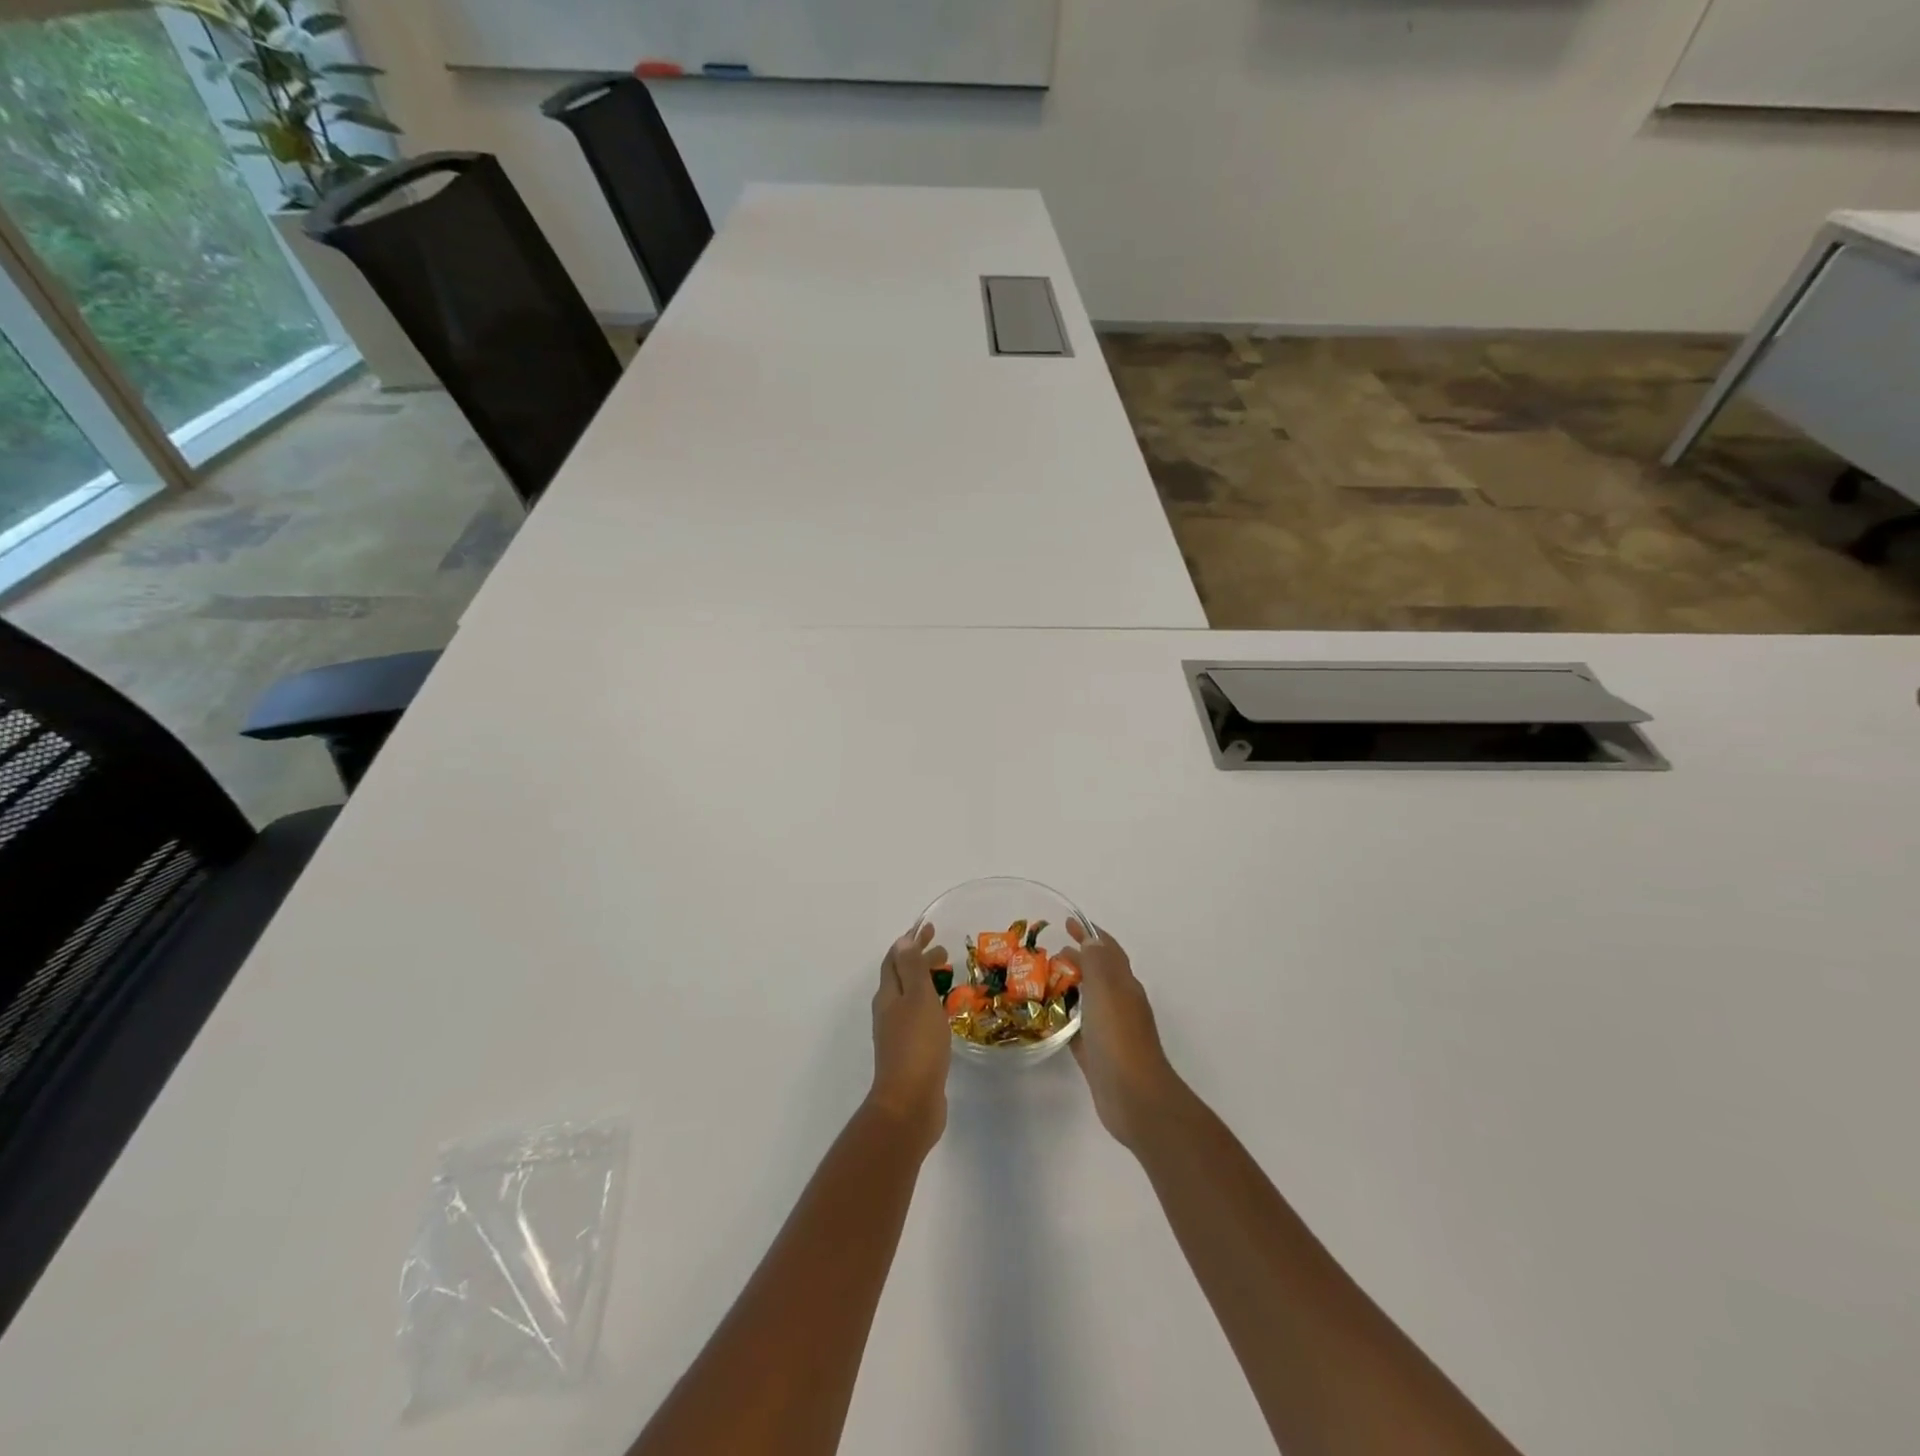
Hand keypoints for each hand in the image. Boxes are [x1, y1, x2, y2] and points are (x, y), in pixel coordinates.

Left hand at [868, 922, 951, 1150]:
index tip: (930, 928)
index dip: (910, 942)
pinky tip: (945, 1014)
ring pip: (910, 998)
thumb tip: (903, 940)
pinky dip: (930, 1005)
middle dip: (920, 960)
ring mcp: (896, 1034)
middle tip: (945, 952)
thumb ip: (911, 969)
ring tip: (948, 978)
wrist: (910, 1103)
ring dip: (926, 982)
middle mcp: (888, 1011)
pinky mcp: (909, 1053)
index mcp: (888, 996)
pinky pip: (919, 1018)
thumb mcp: (917, 999)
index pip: (895, 960)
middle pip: (901, 978)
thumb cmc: (916, 1045)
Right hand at [1057, 919, 1179, 1149]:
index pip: (1108, 950)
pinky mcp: (1099, 1055)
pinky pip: (1079, 1029)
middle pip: (1098, 973)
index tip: (1067, 922)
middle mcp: (1121, 1004)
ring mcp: (1111, 1031)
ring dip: (1069, 988)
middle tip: (1046, 955)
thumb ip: (1097, 963)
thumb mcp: (1107, 991)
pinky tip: (1047, 1020)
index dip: (1090, 933)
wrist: (1135, 1098)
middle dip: (1077, 959)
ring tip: (1040, 983)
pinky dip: (1066, 1019)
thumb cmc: (1119, 1038)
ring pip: (1088, 1000)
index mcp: (1125, 985)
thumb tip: (1092, 940)